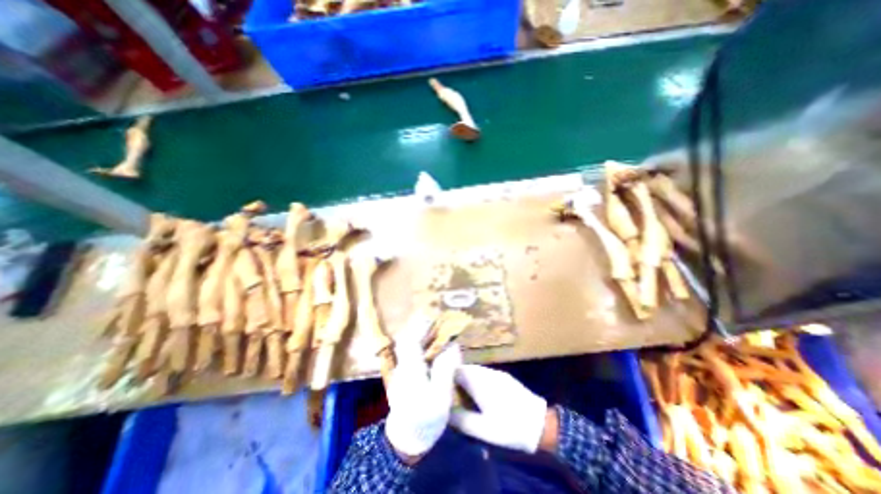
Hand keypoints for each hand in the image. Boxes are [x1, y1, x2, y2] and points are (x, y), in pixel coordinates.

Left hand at [387, 316, 462, 462]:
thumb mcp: (440, 396)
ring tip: (436, 330)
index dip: (420, 326)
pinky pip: (410, 354)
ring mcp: (400, 371)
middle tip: (436, 320)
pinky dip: (419, 345)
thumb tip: (452, 345)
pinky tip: (430, 348)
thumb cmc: (425, 419)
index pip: (411, 340)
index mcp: (411, 369)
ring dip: (420, 335)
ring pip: (407, 346)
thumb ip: (445, 369)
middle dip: (420, 327)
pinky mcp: (403, 376)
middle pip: (408, 339)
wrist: (405, 441)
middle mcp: (402, 366)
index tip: (432, 316)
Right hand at [448, 366, 548, 452]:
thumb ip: (462, 420)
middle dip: (456, 378)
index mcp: (480, 382)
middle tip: (449, 392)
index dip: (447, 375)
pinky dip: (477, 380)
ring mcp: (497, 373)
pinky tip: (478, 393)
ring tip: (461, 393)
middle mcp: (487, 373)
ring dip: (467, 378)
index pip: (457, 370)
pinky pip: (484, 374)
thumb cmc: (509, 426)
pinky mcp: (504, 377)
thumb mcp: (483, 429)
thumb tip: (445, 413)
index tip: (440, 385)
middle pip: (466, 369)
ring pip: (475, 370)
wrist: (540, 424)